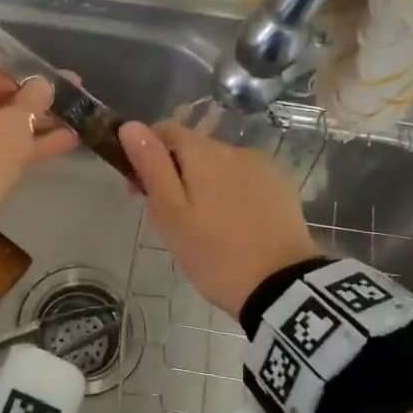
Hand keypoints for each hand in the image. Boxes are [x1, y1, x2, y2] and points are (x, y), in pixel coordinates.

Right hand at [118, 120, 319, 317]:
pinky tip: (232, 226)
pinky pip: (244, 181)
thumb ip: (151, 165)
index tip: (138, 191)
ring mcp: (263, 167)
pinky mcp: (281, 188)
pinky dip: (231, 194)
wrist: (281, 287)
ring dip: (204, 185)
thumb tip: (130, 126)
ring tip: (203, 227)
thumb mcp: (170, 213)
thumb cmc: (214, 253)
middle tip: (169, 219)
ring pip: (219, 167)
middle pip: (193, 150)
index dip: (145, 152)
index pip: (165, 130)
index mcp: (203, 152)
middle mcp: (234, 149)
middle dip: (175, 174)